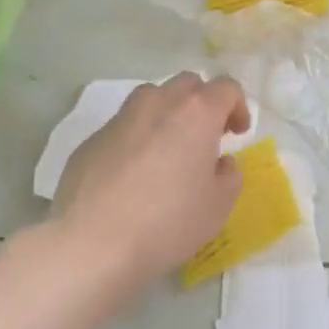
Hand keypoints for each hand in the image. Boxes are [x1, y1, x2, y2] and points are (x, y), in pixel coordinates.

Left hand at [53, 72, 252, 292]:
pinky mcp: (91, 140)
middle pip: (188, 84)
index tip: (237, 134)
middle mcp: (158, 103)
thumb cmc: (167, 223)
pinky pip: (123, 128)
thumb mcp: (218, 207)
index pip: (226, 87)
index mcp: (196, 112)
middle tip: (205, 137)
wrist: (91, 244)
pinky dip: (136, 139)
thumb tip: (220, 163)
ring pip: (151, 98)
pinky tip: (132, 175)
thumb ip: (229, 176)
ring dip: (167, 114)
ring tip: (168, 149)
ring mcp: (120, 118)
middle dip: (202, 103)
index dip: (238, 107)